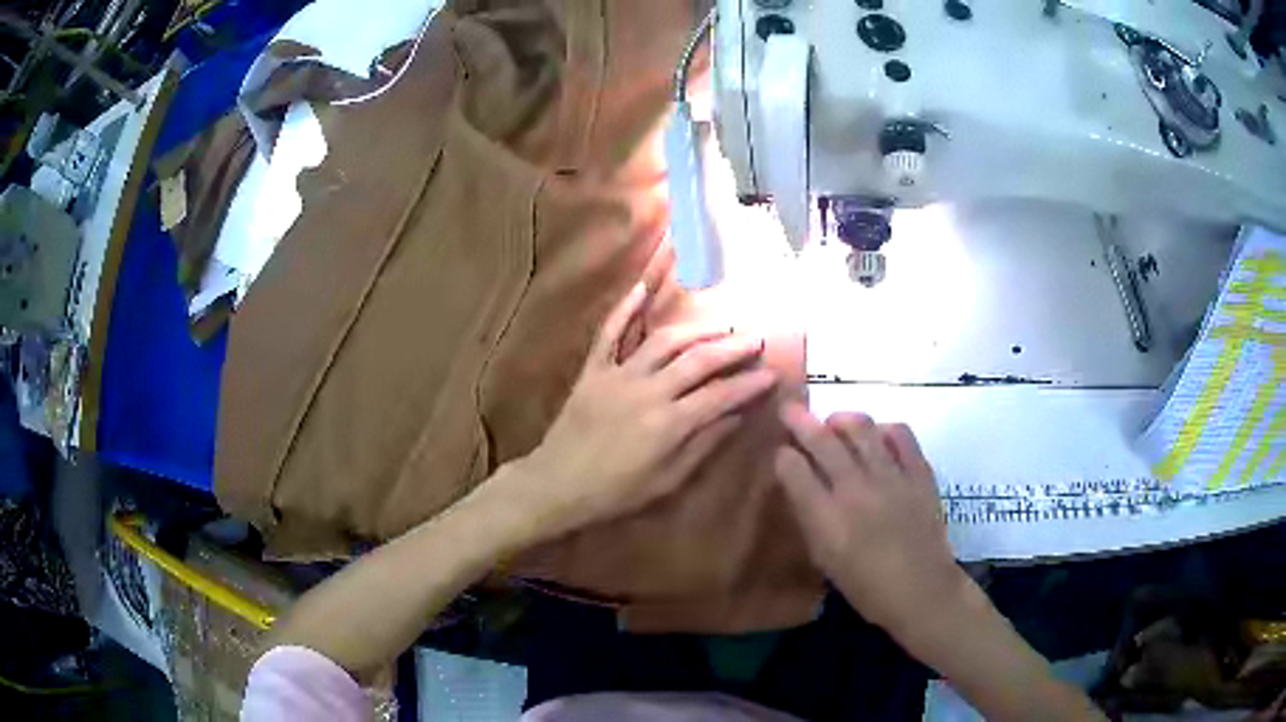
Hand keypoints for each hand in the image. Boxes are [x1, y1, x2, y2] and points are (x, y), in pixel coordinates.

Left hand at [517, 283, 777, 538]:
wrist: (557, 484)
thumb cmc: (616, 491)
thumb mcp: (667, 480)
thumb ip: (703, 445)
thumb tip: (737, 417)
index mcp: (669, 424)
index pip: (720, 395)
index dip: (749, 384)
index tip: (771, 374)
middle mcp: (648, 391)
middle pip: (699, 360)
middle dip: (732, 348)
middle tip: (756, 340)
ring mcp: (618, 375)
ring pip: (664, 340)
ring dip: (696, 329)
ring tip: (720, 326)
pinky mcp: (593, 369)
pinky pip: (610, 332)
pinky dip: (626, 307)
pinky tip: (643, 287)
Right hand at [774, 402, 966, 634]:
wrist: (920, 590)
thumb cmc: (865, 586)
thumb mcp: (824, 558)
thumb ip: (810, 517)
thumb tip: (799, 484)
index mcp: (826, 518)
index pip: (793, 469)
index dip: (782, 456)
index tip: (780, 453)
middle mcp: (855, 489)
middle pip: (821, 440)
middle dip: (799, 420)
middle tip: (789, 409)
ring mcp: (891, 477)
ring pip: (860, 427)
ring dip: (841, 419)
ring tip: (835, 423)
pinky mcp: (919, 472)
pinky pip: (900, 434)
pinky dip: (884, 429)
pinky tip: (878, 437)